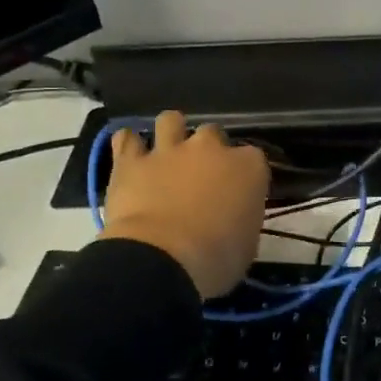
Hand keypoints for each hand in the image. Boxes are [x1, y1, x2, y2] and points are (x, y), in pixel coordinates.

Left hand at [100, 111, 269, 298]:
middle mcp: (210, 148)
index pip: (254, 158)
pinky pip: (126, 139)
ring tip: (166, 152)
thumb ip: (243, 218)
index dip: (244, 174)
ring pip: (171, 120)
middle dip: (208, 150)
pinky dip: (128, 145)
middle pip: (213, 133)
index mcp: (248, 167)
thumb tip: (233, 218)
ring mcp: (170, 150)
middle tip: (201, 175)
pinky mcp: (132, 161)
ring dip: (170, 133)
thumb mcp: (247, 244)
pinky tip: (130, 156)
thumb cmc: (216, 259)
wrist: (162, 259)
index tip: (239, 192)